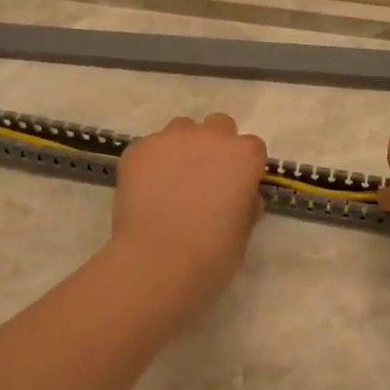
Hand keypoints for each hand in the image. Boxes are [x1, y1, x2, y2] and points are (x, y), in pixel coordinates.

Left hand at [107, 114, 269, 313]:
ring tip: (170, 181)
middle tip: (203, 177)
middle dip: (214, 145)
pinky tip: (144, 192)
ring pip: (181, 129)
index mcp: (244, 155)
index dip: (243, 167)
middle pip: (218, 126)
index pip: (251, 147)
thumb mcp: (243, 232)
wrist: (157, 262)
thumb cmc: (212, 254)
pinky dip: (150, 163)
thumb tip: (241, 196)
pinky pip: (149, 148)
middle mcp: (211, 137)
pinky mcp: (138, 149)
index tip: (235, 187)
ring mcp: (171, 138)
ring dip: (182, 148)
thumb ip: (245, 204)